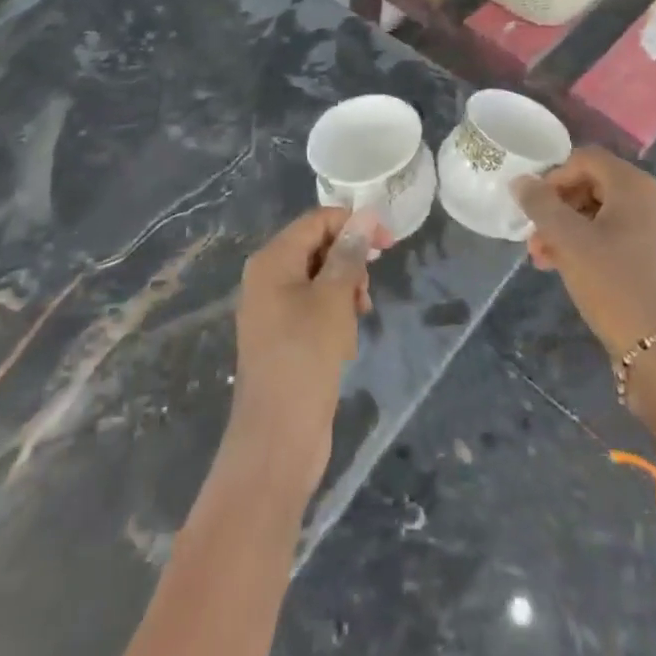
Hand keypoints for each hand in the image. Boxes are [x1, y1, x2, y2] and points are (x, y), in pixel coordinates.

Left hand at [227, 207, 384, 493]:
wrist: (276, 441)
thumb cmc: (305, 358)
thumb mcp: (334, 299)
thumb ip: (349, 253)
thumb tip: (365, 215)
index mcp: (272, 261)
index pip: (317, 221)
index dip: (354, 225)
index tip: (388, 246)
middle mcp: (267, 278)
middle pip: (317, 247)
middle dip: (350, 263)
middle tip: (368, 291)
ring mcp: (272, 310)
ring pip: (319, 279)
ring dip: (345, 292)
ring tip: (358, 318)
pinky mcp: (282, 338)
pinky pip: (313, 308)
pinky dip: (334, 316)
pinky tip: (346, 342)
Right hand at [513, 147, 655, 433]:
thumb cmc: (613, 284)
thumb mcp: (569, 240)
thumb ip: (541, 204)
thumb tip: (521, 181)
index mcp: (634, 185)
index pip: (585, 158)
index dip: (554, 176)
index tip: (534, 206)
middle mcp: (649, 199)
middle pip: (592, 184)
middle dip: (556, 206)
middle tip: (533, 235)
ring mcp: (654, 229)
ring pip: (599, 213)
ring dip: (566, 228)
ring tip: (540, 257)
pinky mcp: (653, 257)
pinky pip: (612, 235)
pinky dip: (585, 244)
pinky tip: (563, 267)